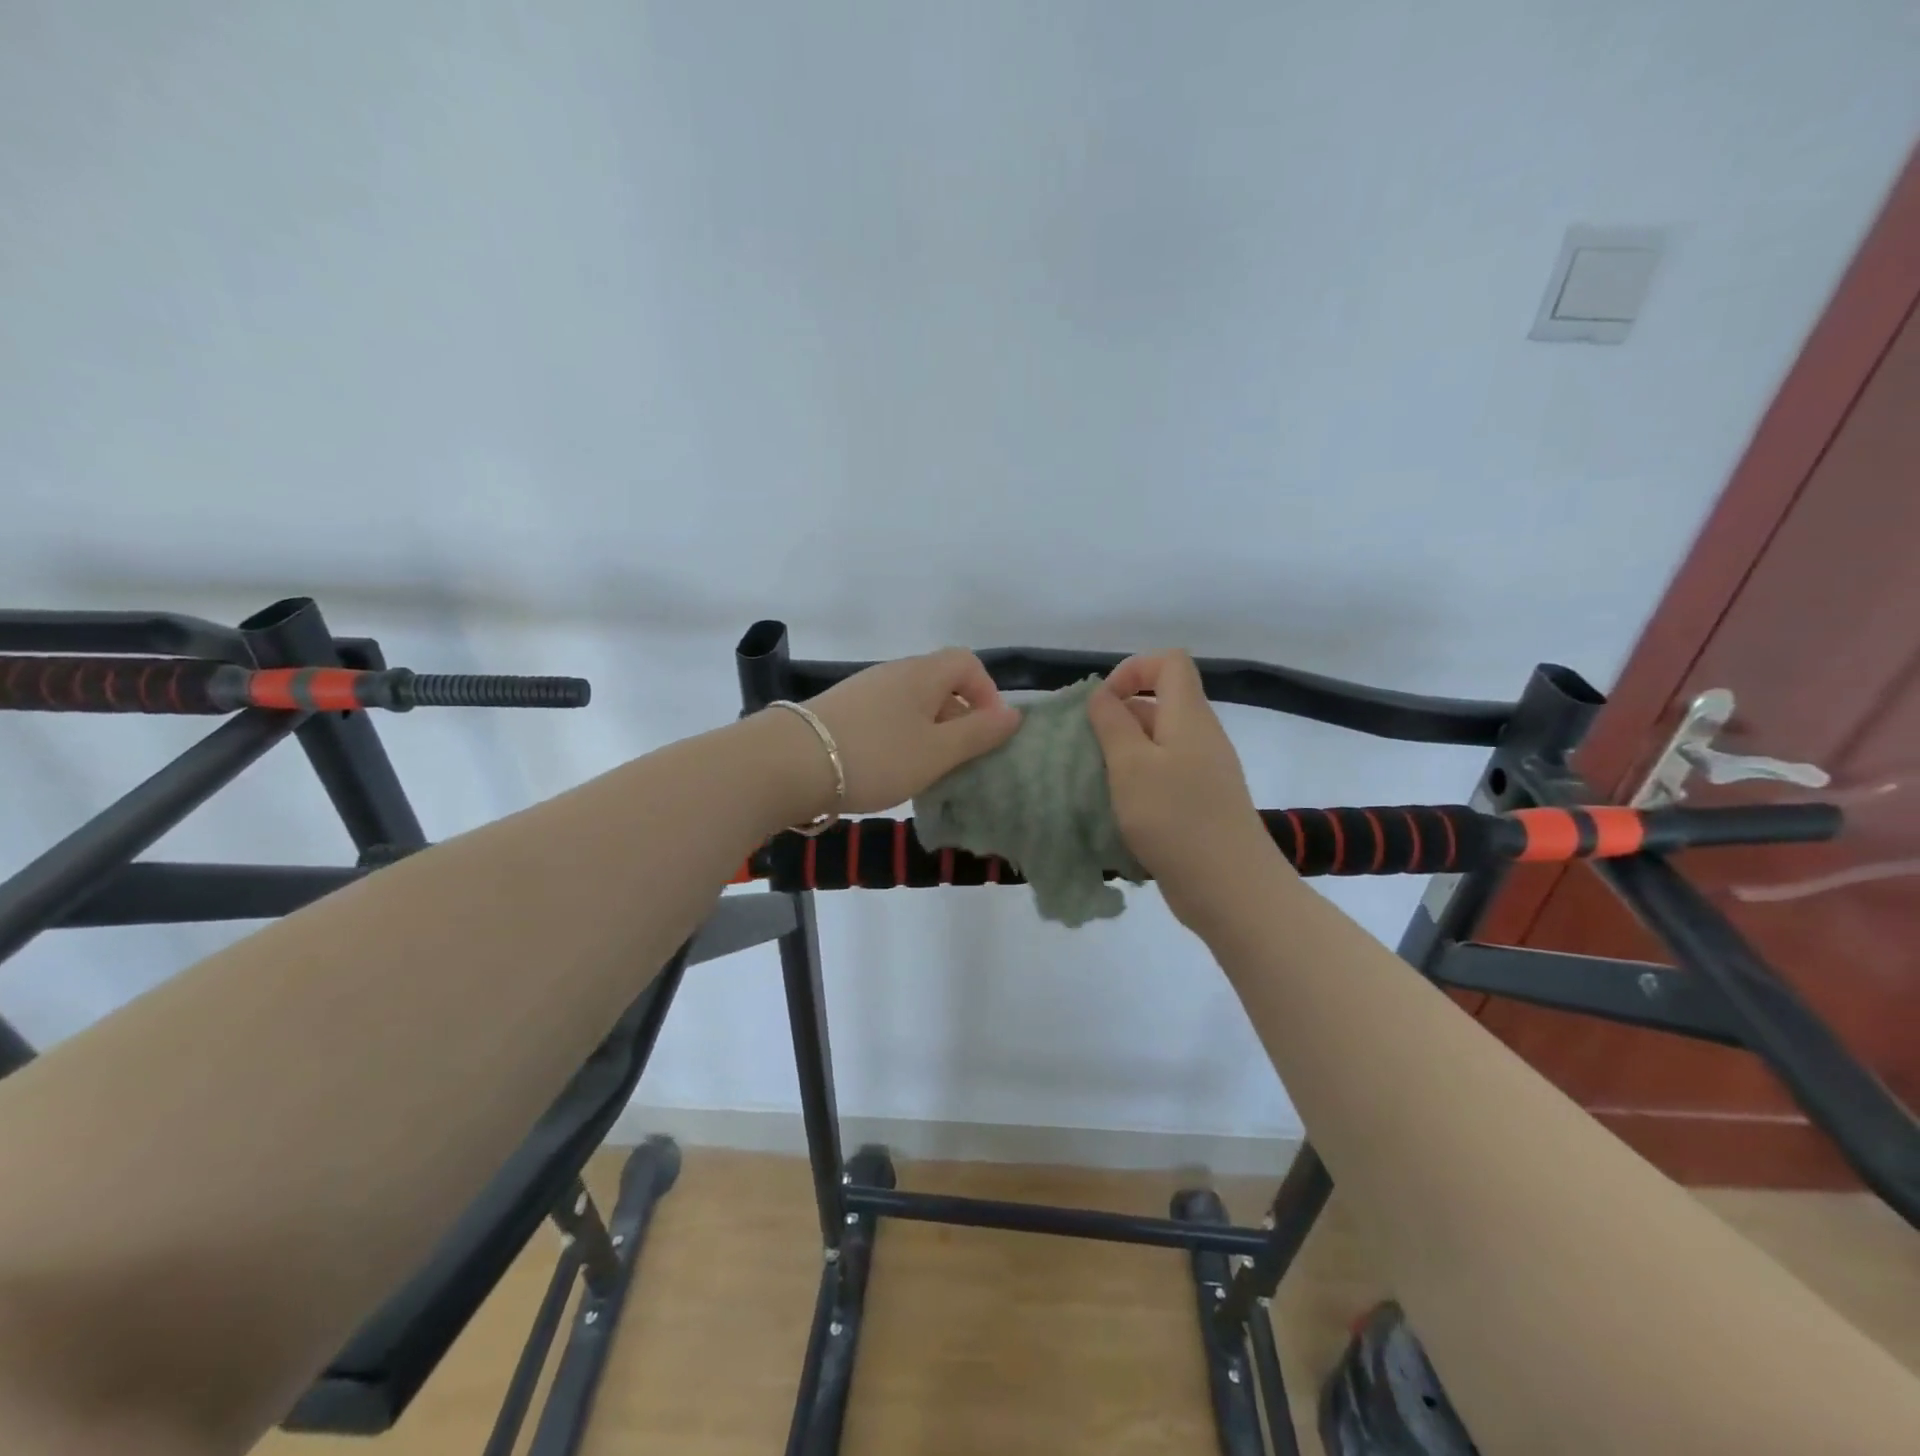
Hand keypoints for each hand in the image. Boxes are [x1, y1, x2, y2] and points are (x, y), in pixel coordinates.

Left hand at [790, 648, 1021, 816]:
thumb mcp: (936, 752)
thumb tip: (1014, 713)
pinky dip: (900, 738)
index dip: (987, 692)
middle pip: (940, 683)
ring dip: (929, 732)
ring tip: (927, 771)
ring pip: (912, 704)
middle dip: (959, 718)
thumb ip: (978, 733)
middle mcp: (894, 673)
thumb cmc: (875, 755)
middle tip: (961, 760)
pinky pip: (886, 717)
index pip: (967, 663)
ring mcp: (863, 690)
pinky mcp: (841, 711)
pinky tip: (890, 769)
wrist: (788, 763)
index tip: (988, 732)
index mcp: (923, 674)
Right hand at [1086, 650, 1283, 927]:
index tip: (1102, 704)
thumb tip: (1103, 695)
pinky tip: (1119, 811)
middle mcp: (1201, 736)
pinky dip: (1138, 783)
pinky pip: (1165, 776)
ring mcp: (1205, 772)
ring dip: (1123, 755)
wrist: (1230, 887)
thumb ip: (1112, 723)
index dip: (1132, 670)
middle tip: (1088, 750)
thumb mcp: (1130, 765)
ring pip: (1158, 743)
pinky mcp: (1201, 803)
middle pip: (1159, 703)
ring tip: (1097, 782)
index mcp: (1189, 716)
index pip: (1169, 662)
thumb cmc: (1175, 818)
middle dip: (1118, 718)